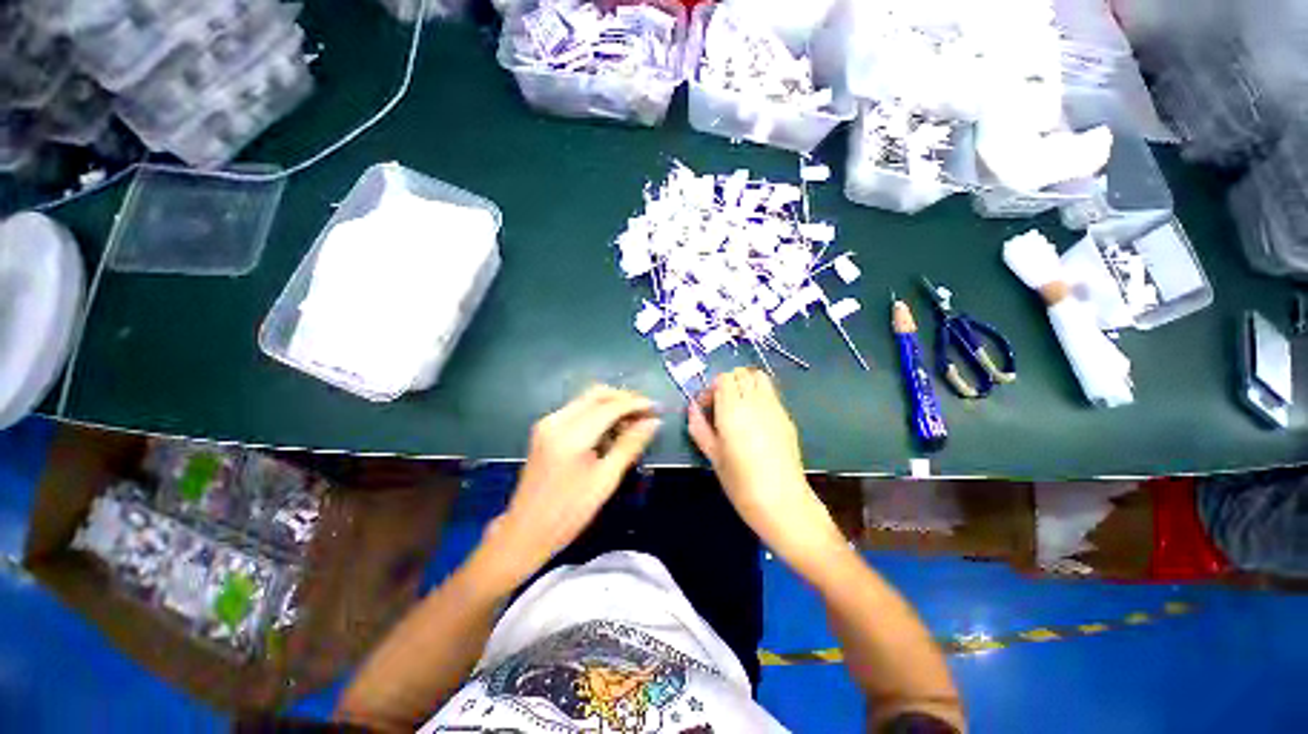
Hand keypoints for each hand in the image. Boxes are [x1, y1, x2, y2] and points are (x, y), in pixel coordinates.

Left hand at [476, 385, 660, 589]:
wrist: (525, 532)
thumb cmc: (569, 512)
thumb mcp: (605, 480)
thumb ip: (630, 445)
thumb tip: (653, 422)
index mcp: (571, 435)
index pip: (610, 406)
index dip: (636, 404)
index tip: (657, 408)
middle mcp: (556, 420)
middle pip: (597, 394)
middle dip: (624, 399)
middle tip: (646, 413)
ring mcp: (548, 423)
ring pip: (587, 399)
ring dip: (611, 405)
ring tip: (632, 424)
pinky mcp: (545, 429)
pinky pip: (577, 410)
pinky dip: (597, 413)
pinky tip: (610, 431)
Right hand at [688, 368, 844, 571]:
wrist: (782, 501)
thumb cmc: (740, 482)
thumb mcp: (713, 456)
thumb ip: (699, 427)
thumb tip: (692, 407)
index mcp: (733, 410)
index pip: (723, 378)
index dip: (712, 388)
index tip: (707, 407)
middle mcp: (755, 401)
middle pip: (742, 373)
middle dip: (728, 383)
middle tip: (721, 405)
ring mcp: (775, 407)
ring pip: (759, 378)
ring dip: (745, 384)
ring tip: (738, 406)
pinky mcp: (786, 417)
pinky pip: (771, 393)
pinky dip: (759, 395)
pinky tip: (755, 418)